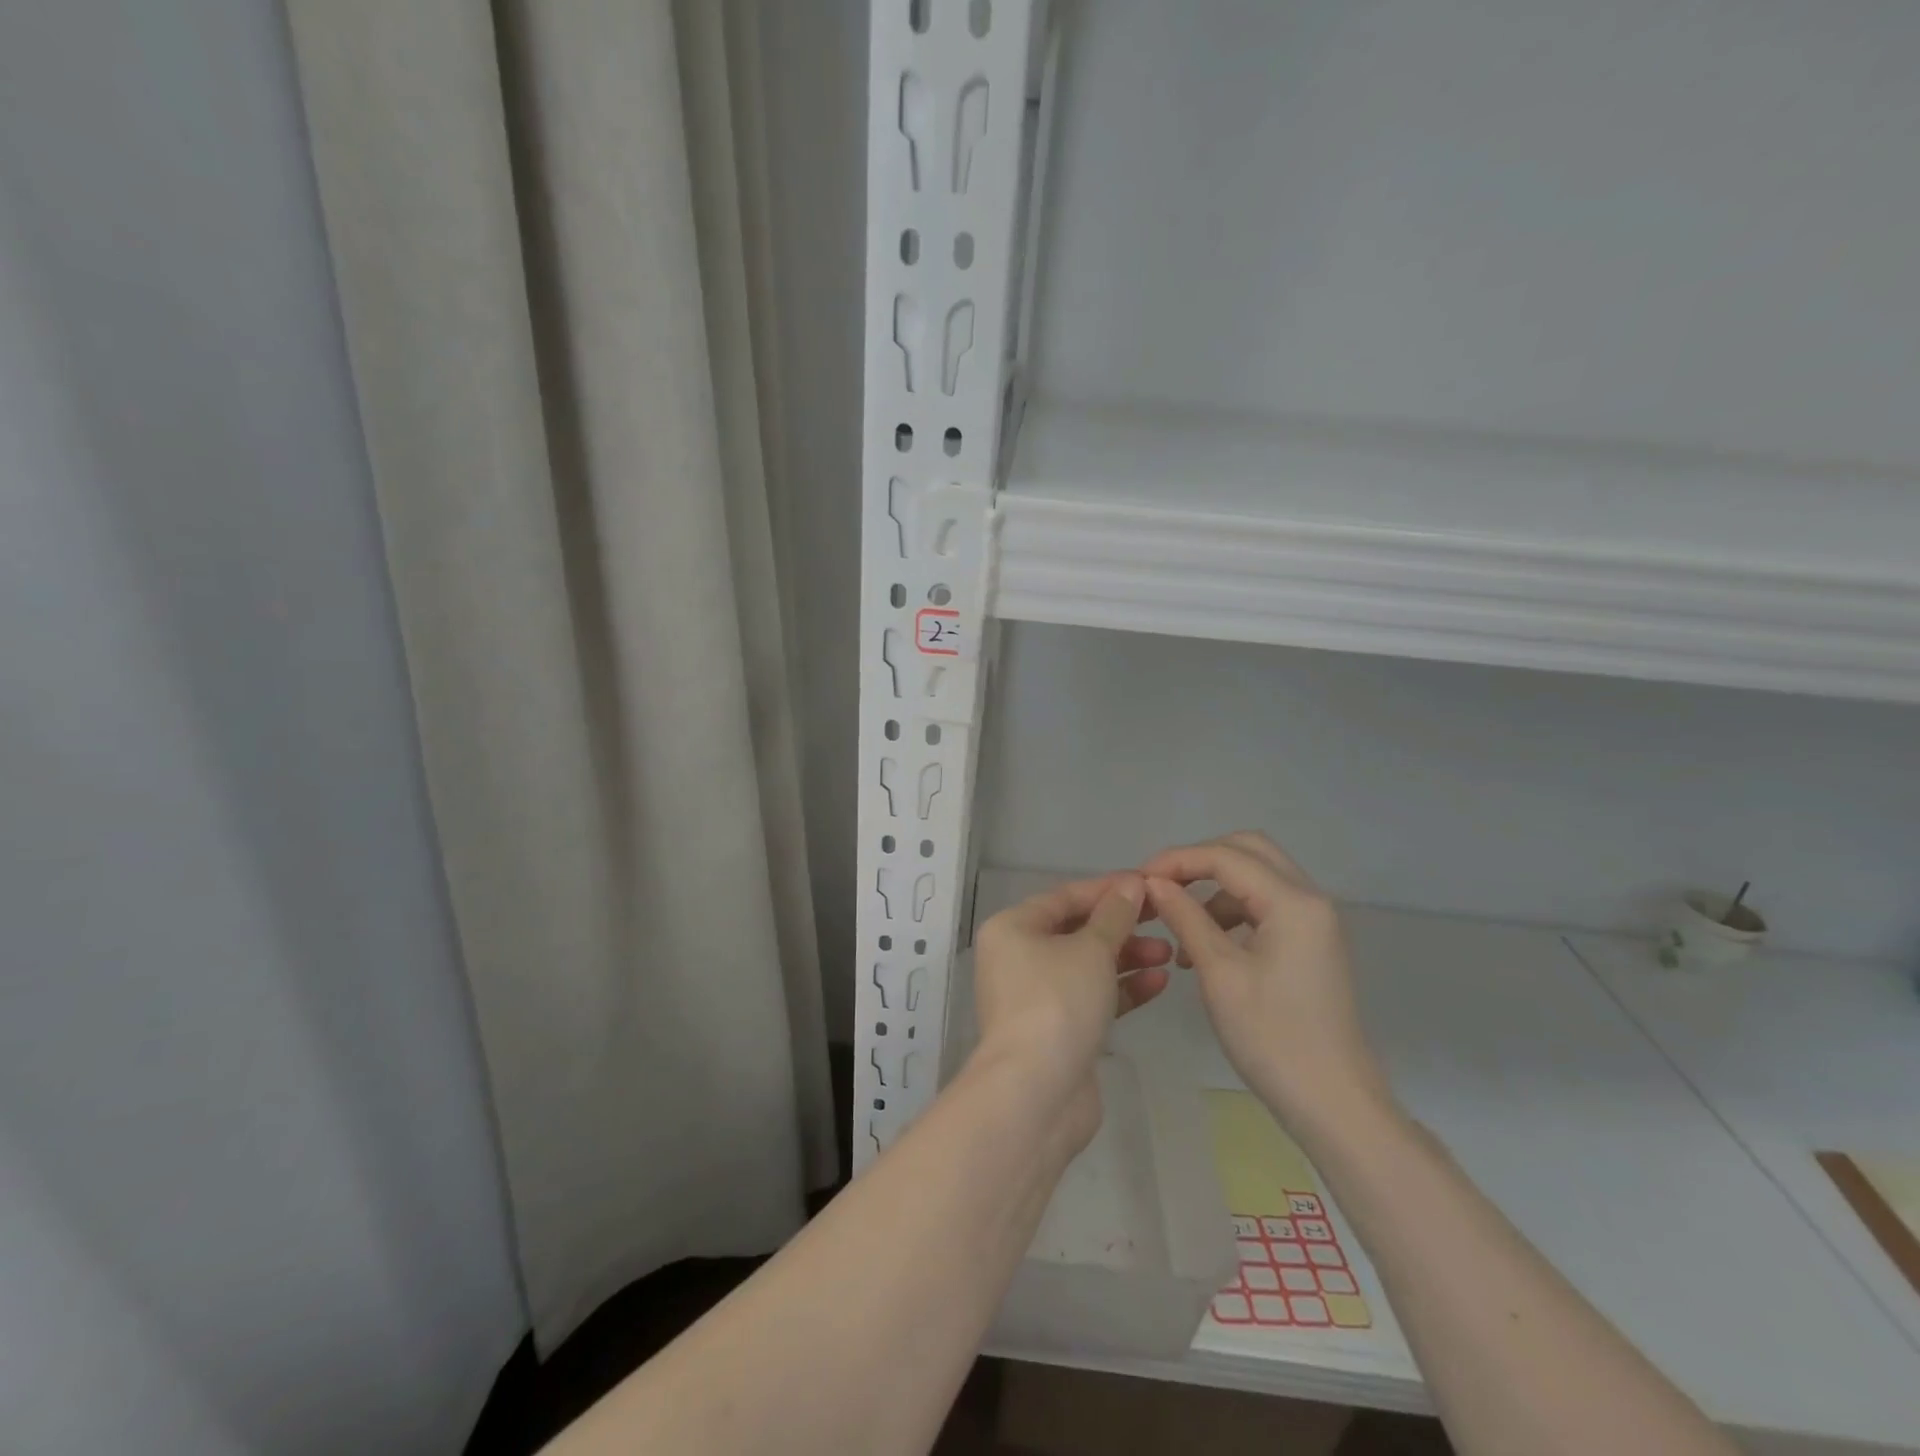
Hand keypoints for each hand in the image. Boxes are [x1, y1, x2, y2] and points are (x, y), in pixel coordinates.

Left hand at [970, 875, 1171, 1147]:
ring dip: (1126, 957)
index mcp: (1012, 928)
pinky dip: (1122, 989)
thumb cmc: (1057, 1002)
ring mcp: (1036, 996)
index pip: (1065, 897)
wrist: (1037, 1093)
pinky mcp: (1057, 1030)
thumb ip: (1114, 915)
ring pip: (1086, 965)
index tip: (1149, 884)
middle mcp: (1017, 957)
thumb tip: (1131, 884)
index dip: (1108, 889)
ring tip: (1168, 953)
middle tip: (1164, 920)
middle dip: (1121, 926)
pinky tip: (1159, 982)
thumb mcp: (1091, 949)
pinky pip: (1091, 997)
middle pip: (1076, 930)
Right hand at [1141, 833, 1391, 1133]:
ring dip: (1213, 887)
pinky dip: (1230, 910)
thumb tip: (1153, 883)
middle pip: (1247, 850)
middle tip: (1160, 885)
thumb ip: (1185, 917)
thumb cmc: (1273, 1038)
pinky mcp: (1310, 942)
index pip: (1225, 856)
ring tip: (1176, 922)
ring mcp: (1314, 921)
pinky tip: (1202, 945)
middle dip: (1199, 860)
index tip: (1138, 880)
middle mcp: (1310, 899)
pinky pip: (1265, 904)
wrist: (1334, 1104)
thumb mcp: (1219, 974)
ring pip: (1256, 875)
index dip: (1177, 860)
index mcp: (1293, 902)